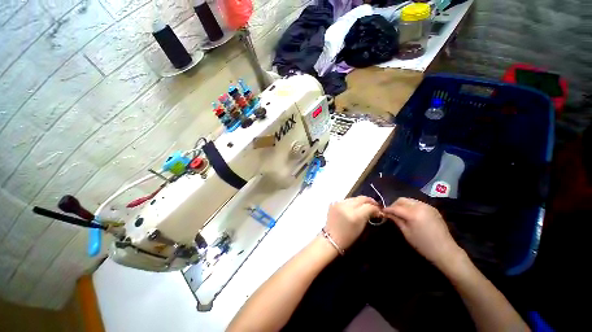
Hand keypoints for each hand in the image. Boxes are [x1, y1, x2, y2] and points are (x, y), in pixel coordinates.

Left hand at [325, 196, 380, 249]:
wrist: (331, 238)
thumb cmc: (348, 237)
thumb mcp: (362, 227)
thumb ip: (369, 216)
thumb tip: (376, 210)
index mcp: (355, 215)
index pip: (369, 206)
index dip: (376, 208)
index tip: (379, 211)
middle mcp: (346, 206)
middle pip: (361, 198)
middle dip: (370, 201)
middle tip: (374, 205)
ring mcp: (339, 203)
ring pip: (354, 198)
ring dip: (360, 201)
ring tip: (364, 206)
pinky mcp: (334, 203)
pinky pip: (346, 200)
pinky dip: (351, 203)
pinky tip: (353, 208)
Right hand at [383, 198, 464, 270]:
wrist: (446, 251)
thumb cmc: (423, 245)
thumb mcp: (407, 233)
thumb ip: (396, 220)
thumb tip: (387, 213)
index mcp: (413, 213)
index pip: (396, 207)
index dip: (387, 209)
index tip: (382, 211)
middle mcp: (420, 206)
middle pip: (402, 200)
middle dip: (394, 205)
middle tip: (391, 212)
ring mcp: (428, 206)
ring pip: (409, 200)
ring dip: (402, 205)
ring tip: (400, 213)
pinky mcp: (432, 208)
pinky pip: (417, 203)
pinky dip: (411, 206)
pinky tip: (410, 214)